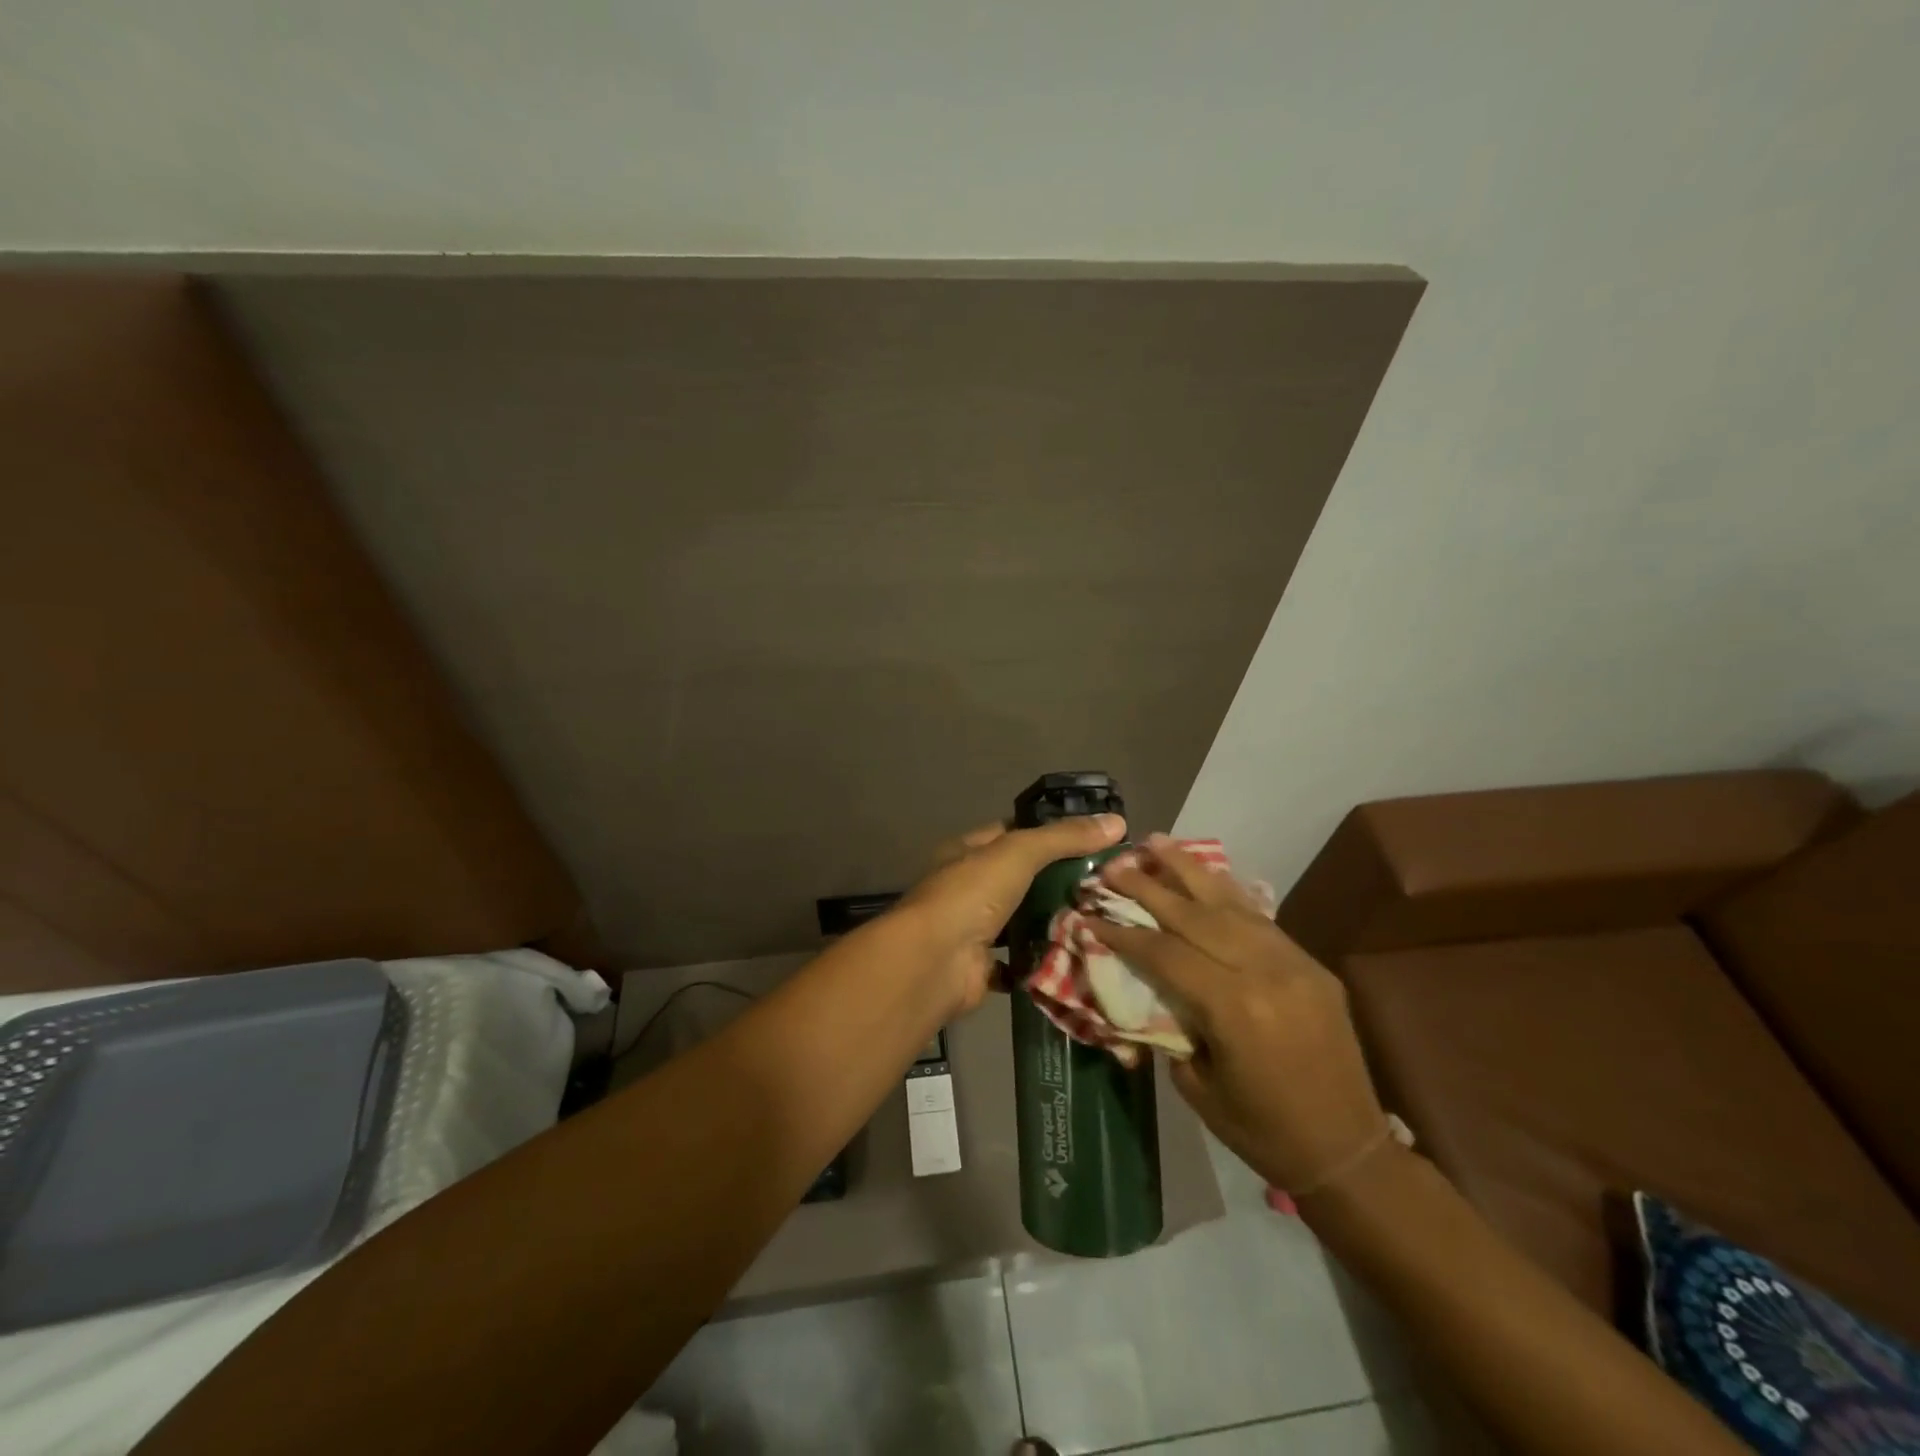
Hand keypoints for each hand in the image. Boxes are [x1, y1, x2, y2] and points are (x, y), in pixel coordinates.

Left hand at [896, 814, 1125, 1016]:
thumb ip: (1063, 838)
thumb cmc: (970, 895)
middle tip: (1106, 884)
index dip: (1049, 834)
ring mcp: (973, 929)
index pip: (1012, 834)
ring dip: (1052, 921)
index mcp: (967, 852)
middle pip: (1020, 879)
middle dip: (1058, 882)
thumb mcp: (1018, 853)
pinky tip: (1078, 955)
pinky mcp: (982, 967)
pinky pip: (1019, 961)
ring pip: (1021, 920)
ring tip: (1102, 918)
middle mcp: (967, 888)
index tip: (1091, 840)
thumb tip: (1117, 821)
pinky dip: (1042, 960)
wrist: (935, 963)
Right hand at [1091, 836, 1389, 1193]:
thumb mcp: (1195, 1083)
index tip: (1090, 913)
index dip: (1123, 932)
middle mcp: (1264, 972)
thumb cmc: (1261, 1130)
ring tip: (1156, 842)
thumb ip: (1169, 1023)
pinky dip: (1226, 893)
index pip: (1165, 952)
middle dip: (1149, 887)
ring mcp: (1294, 963)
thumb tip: (1143, 984)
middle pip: (1195, 915)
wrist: (1348, 1152)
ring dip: (1189, 870)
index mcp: (1233, 1007)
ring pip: (1231, 903)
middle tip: (1114, 865)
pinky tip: (1205, 875)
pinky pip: (1260, 918)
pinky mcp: (1311, 965)